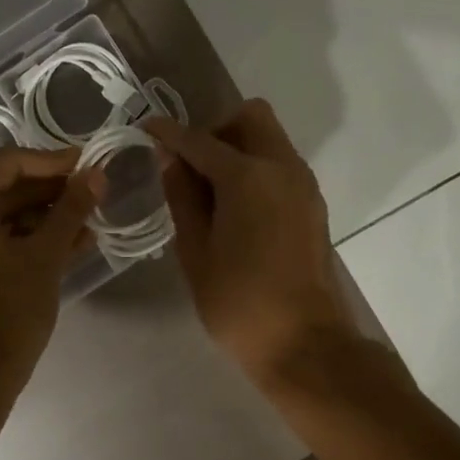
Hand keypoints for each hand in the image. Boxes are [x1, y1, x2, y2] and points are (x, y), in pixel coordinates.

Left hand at [0, 146, 105, 390]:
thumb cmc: (7, 310)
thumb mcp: (44, 255)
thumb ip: (71, 209)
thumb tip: (97, 174)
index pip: (8, 164)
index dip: (53, 161)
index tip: (90, 163)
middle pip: (6, 189)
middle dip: (53, 190)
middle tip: (96, 190)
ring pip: (7, 217)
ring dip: (48, 216)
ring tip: (93, 217)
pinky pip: (1, 241)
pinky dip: (33, 239)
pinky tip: (75, 241)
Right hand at [148, 99, 355, 385]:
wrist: (304, 342)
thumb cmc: (238, 302)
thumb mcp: (195, 251)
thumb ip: (182, 197)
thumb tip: (170, 159)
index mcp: (248, 177)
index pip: (200, 140)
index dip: (169, 133)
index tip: (146, 128)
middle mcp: (282, 168)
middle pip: (250, 118)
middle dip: (216, 129)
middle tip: (191, 164)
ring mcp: (303, 185)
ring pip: (270, 139)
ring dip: (238, 147)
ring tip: (210, 190)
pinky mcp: (312, 204)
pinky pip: (281, 164)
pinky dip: (256, 168)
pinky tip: (235, 207)